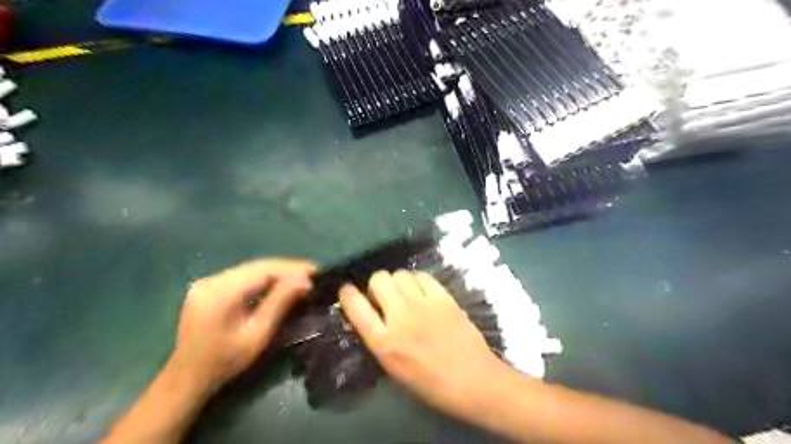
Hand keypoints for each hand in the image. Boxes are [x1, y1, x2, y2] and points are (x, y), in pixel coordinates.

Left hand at [169, 258, 314, 393]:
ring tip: (300, 277)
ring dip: (276, 272)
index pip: (263, 270)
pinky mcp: (208, 287)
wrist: (187, 378)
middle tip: (311, 273)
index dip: (292, 268)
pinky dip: (262, 278)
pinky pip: (242, 276)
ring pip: (250, 269)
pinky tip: (277, 284)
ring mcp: (207, 282)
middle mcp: (212, 280)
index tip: (315, 271)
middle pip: (256, 266)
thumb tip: (304, 280)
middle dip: (286, 269)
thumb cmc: (225, 362)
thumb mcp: (258, 334)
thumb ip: (280, 303)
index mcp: (221, 292)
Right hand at [337, 271, 509, 419]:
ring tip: (405, 294)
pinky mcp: (443, 297)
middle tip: (384, 296)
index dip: (347, 294)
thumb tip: (370, 316)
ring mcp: (423, 304)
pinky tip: (422, 292)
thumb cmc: (431, 384)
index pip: (355, 307)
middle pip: (378, 279)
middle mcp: (400, 317)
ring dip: (397, 282)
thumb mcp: (394, 369)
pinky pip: (422, 276)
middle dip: (376, 285)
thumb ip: (379, 340)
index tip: (348, 292)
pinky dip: (417, 280)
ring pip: (399, 274)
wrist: (473, 380)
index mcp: (384, 343)